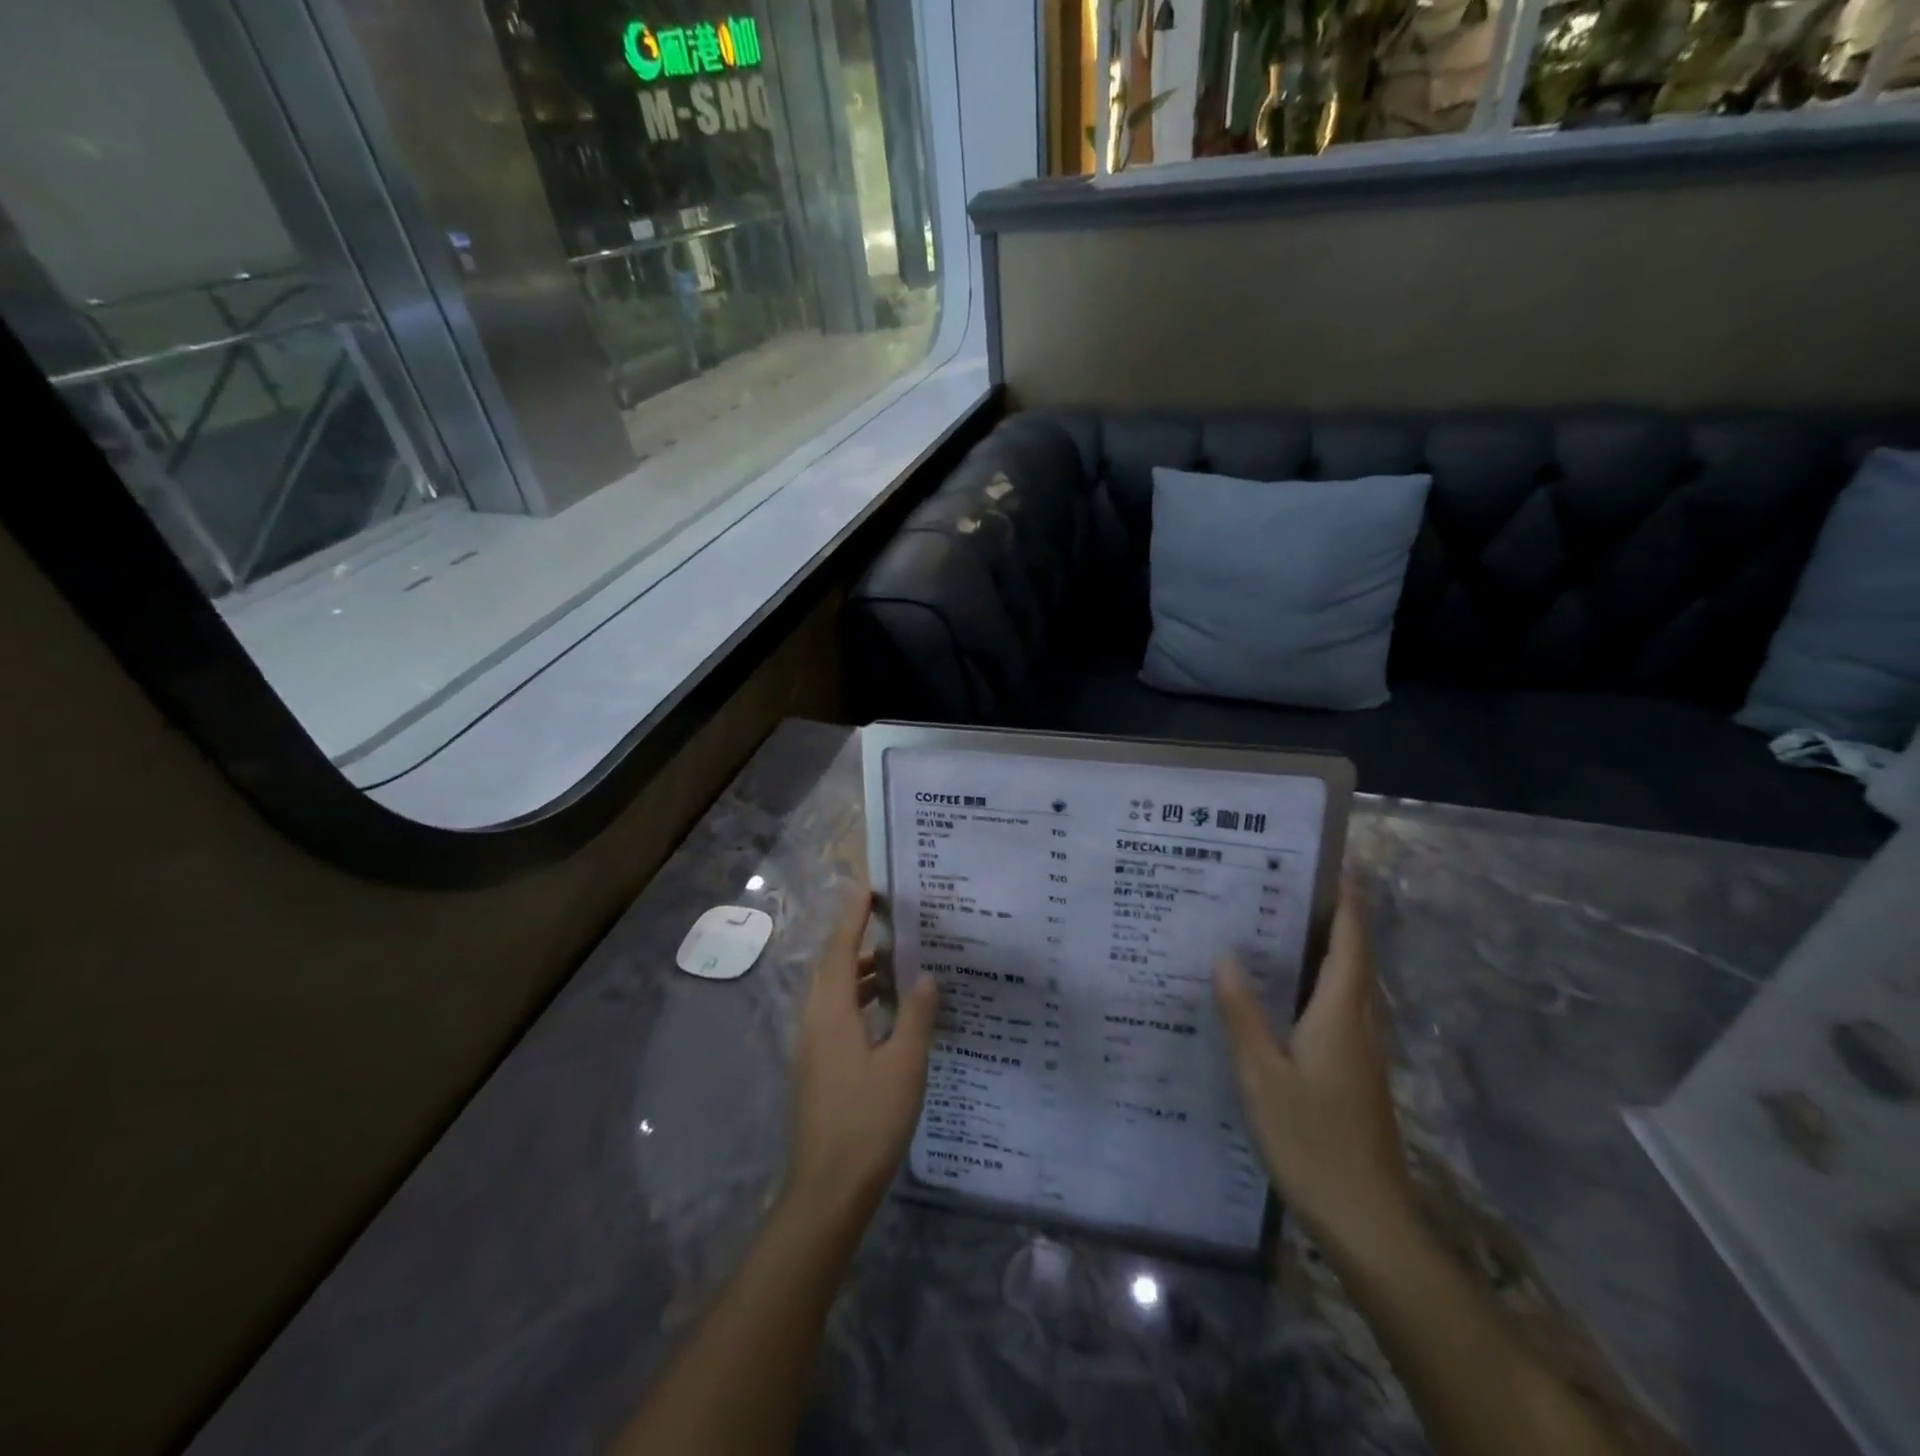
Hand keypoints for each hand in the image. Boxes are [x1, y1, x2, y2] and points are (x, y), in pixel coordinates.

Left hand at [788, 888, 939, 1223]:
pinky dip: (856, 999)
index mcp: (830, 1013)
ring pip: (832, 994)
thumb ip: (916, 1015)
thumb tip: (925, 975)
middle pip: (831, 968)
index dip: (852, 918)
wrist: (828, 1190)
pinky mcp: (816, 1069)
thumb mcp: (904, 1065)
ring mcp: (811, 1048)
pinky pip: (834, 1016)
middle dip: (856, 941)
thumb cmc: (868, 1121)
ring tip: (893, 963)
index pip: (839, 950)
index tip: (867, 890)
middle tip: (888, 922)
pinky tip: (883, 1012)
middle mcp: (813, 1022)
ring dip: (857, 973)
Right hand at [1214, 880, 1413, 1243]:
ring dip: (1323, 949)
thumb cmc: (1313, 1142)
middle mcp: (1358, 1025)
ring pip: (1346, 985)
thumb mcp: (1262, 1076)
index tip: (1336, 863)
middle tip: (1286, 883)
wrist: (1368, 1222)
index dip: (1348, 901)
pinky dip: (1315, 984)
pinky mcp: (1353, 1075)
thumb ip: (1243, 1014)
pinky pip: (1336, 1010)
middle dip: (1332, 916)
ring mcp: (1360, 1053)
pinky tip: (1280, 994)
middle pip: (1353, 958)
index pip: (1351, 943)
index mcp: (1341, 1015)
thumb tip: (1225, 956)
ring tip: (1277, 924)